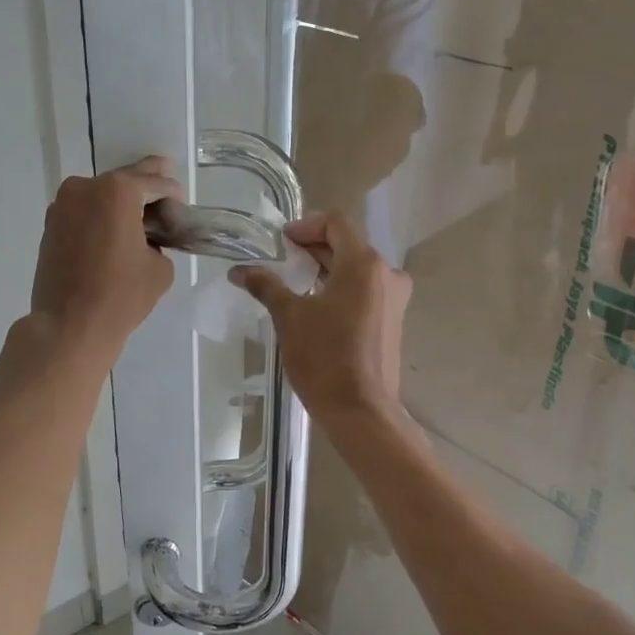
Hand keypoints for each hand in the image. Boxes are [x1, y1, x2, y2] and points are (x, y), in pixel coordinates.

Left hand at [30, 157, 180, 363]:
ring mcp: (63, 205)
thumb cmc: (121, 295)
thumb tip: (147, 240)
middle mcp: (85, 187)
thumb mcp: (160, 267)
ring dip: (122, 203)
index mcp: (117, 191)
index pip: (155, 182)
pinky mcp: (51, 225)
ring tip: (142, 220)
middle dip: (147, 188)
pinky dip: (102, 217)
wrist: (69, 326)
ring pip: (102, 196)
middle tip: (167, 185)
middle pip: (125, 182)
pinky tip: (116, 233)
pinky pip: (85, 212)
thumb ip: (160, 241)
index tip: (182, 206)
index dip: (173, 193)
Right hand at [229, 212, 410, 426]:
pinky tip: (317, 306)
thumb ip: (266, 286)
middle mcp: (387, 274)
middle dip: (313, 248)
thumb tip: (240, 270)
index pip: (336, 223)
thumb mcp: (289, 317)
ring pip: (357, 269)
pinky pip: (365, 291)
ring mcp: (394, 299)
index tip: (281, 243)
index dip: (306, 226)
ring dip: (327, 269)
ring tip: (295, 283)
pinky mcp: (392, 321)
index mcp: (364, 264)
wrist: (360, 411)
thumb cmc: (325, 357)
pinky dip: (341, 289)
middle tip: (281, 260)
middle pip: (348, 245)